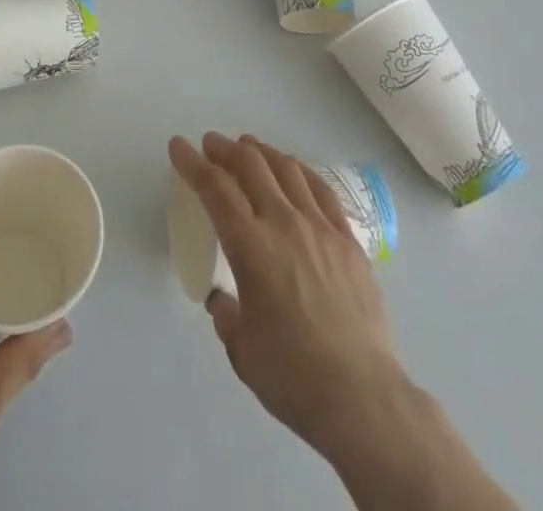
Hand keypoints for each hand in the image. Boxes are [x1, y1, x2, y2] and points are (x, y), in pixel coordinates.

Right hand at [169, 133, 518, 510]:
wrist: (364, 399)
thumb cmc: (293, 378)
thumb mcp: (241, 350)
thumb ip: (226, 315)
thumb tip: (222, 298)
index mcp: (251, 247)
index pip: (214, 188)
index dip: (192, 162)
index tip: (178, 146)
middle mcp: (284, 224)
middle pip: (250, 165)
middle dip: (225, 148)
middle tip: (211, 144)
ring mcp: (320, 228)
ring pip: (286, 169)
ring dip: (261, 152)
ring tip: (248, 148)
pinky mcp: (348, 240)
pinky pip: (321, 190)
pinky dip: (300, 171)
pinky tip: (293, 170)